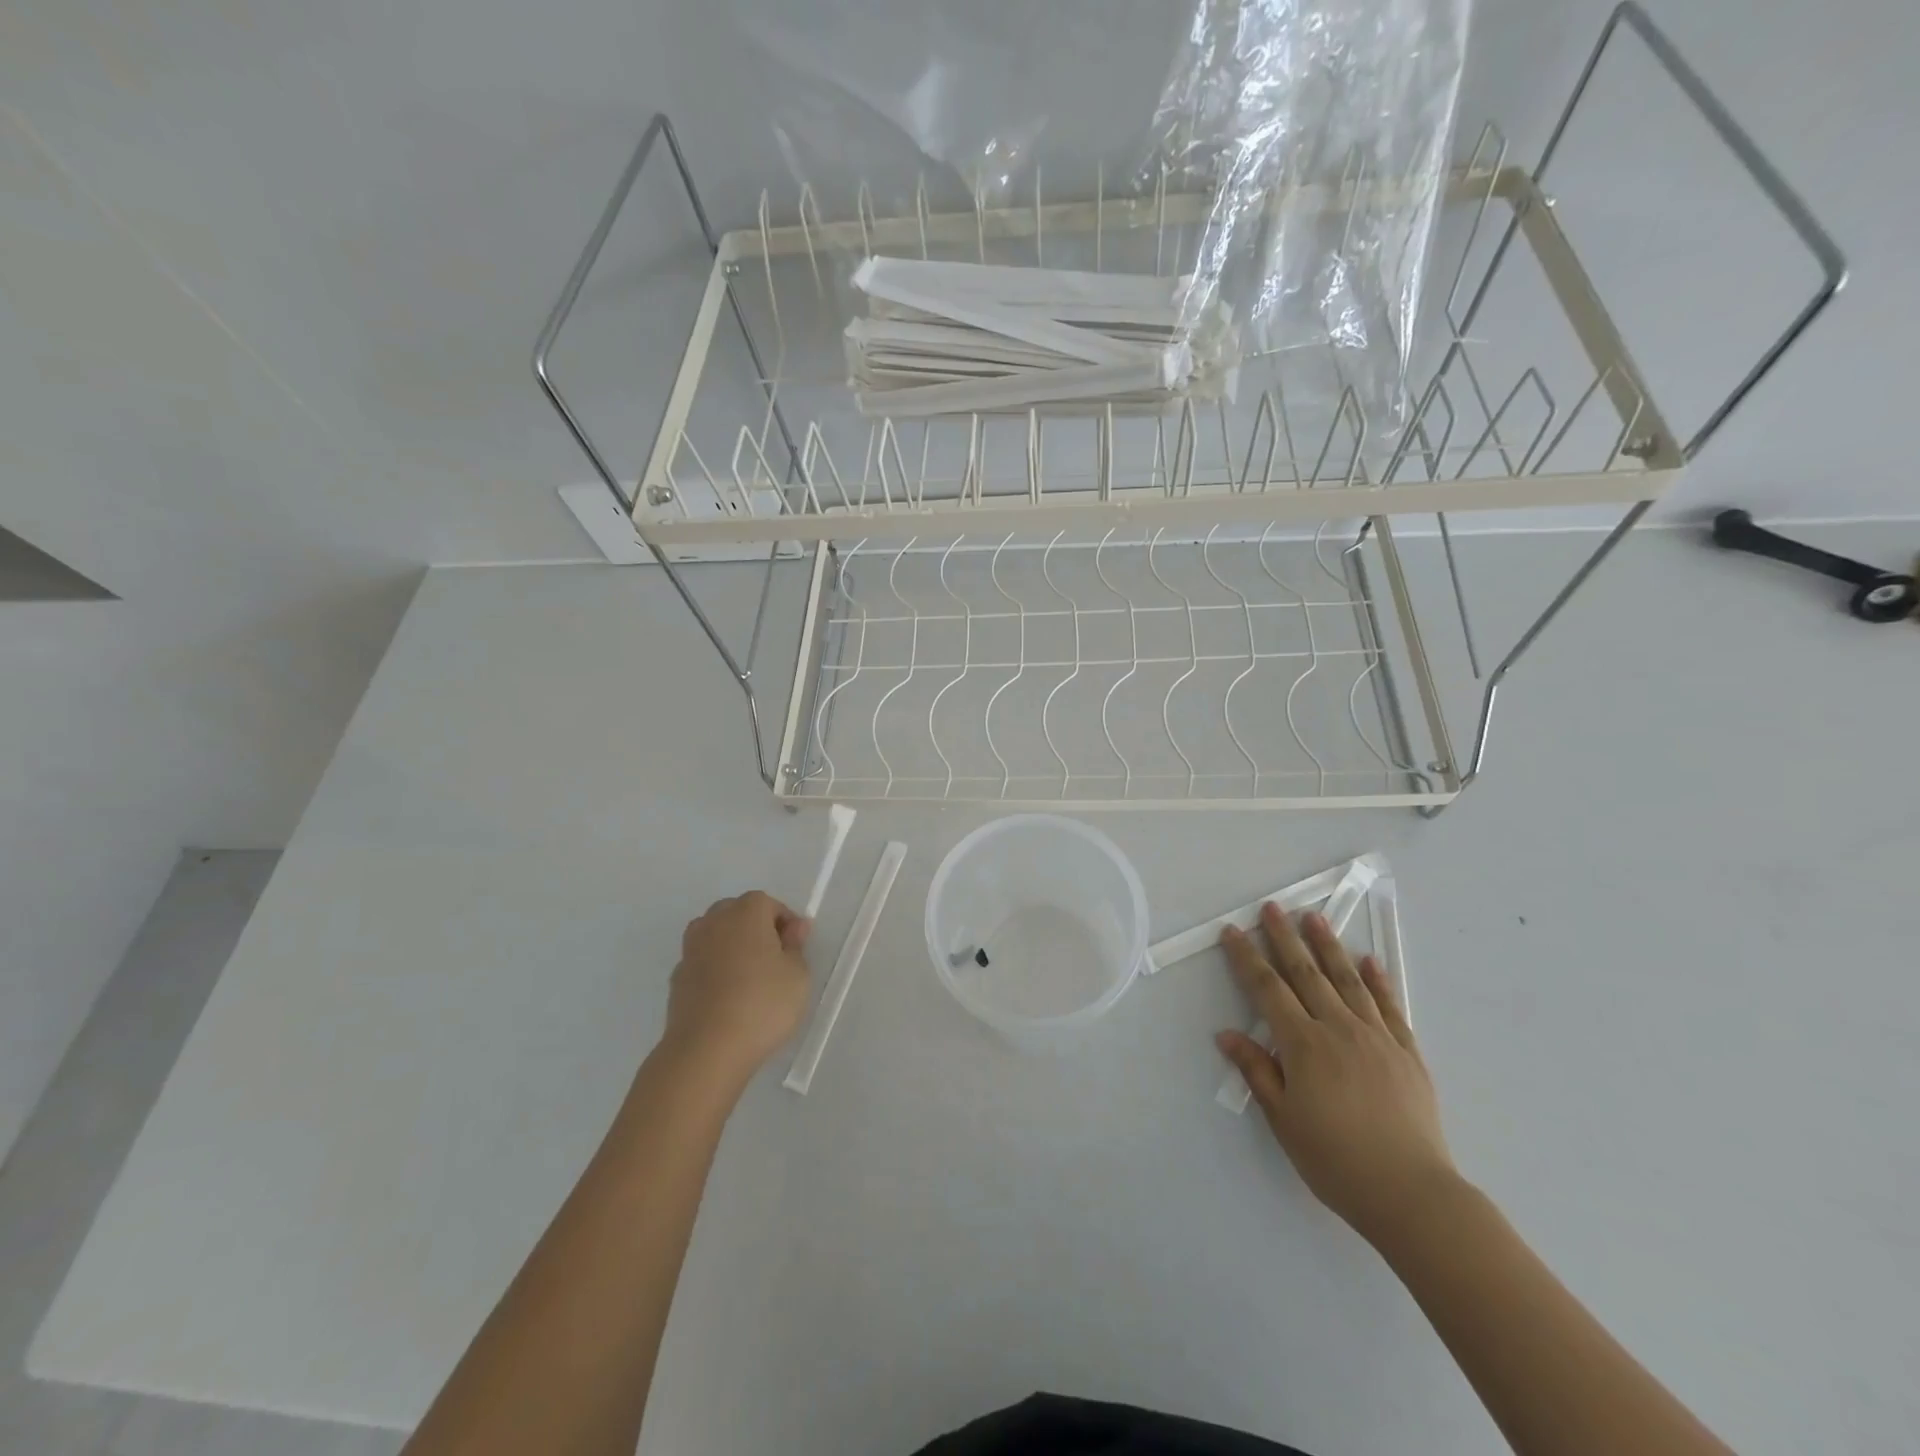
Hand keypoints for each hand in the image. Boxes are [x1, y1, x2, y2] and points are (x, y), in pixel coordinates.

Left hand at [663, 892, 811, 1082]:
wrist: (706, 1050)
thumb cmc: (762, 1004)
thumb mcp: (798, 975)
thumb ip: (796, 946)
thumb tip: (794, 927)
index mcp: (746, 913)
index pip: (769, 904)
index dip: (785, 923)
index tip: (795, 949)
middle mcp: (713, 922)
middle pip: (737, 913)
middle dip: (756, 929)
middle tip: (774, 960)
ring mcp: (690, 950)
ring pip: (715, 935)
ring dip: (731, 947)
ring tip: (749, 978)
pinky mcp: (677, 979)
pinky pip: (702, 962)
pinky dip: (715, 970)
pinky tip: (727, 998)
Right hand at [1216, 903, 1456, 1246]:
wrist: (1412, 1194)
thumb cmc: (1336, 1160)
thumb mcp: (1283, 1120)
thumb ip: (1257, 1071)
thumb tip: (1227, 1034)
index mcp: (1303, 1045)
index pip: (1267, 989)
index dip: (1247, 958)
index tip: (1233, 931)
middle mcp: (1338, 1029)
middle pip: (1306, 974)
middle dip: (1285, 938)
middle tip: (1273, 907)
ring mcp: (1376, 1037)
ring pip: (1347, 981)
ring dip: (1328, 947)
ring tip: (1315, 918)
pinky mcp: (1407, 1053)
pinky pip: (1389, 1007)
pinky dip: (1378, 981)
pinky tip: (1369, 961)